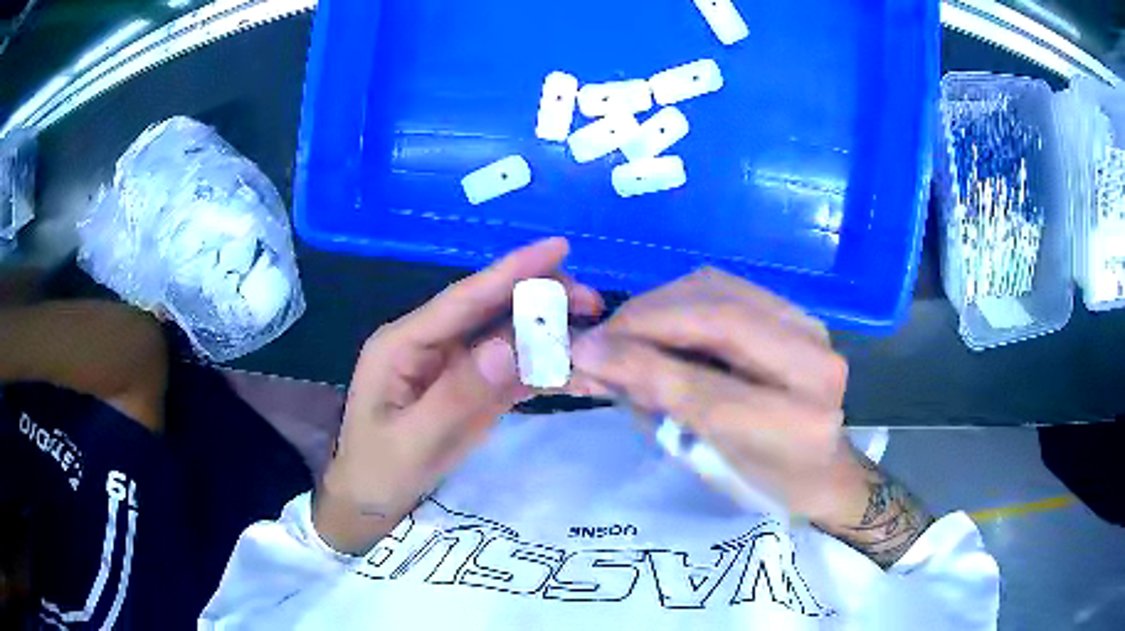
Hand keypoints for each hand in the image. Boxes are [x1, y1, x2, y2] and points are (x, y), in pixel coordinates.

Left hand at [314, 238, 602, 553]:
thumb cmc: (380, 470)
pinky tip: (573, 369)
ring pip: (506, 336)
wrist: (371, 499)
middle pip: (490, 309)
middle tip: (592, 303)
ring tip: (592, 332)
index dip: (511, 270)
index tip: (559, 247)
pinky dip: (542, 367)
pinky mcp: (468, 387)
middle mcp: (430, 344)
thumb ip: (458, 395)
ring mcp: (451, 365)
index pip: (463, 299)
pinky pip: (509, 369)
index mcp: (404, 344)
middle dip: (540, 298)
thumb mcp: (414, 440)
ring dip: (548, 332)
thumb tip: (508, 347)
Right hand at [568, 268, 930, 566]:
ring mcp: (811, 329)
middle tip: (601, 334)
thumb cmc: (764, 483)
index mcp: (796, 424)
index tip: (583, 352)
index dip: (639, 364)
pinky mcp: (798, 313)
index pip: (706, 387)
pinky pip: (729, 287)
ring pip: (720, 290)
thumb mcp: (710, 462)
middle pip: (719, 318)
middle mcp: (815, 365)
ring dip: (661, 303)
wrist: (822, 470)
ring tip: (626, 328)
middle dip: (646, 319)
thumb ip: (658, 405)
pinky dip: (683, 297)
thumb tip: (593, 360)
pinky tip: (662, 319)